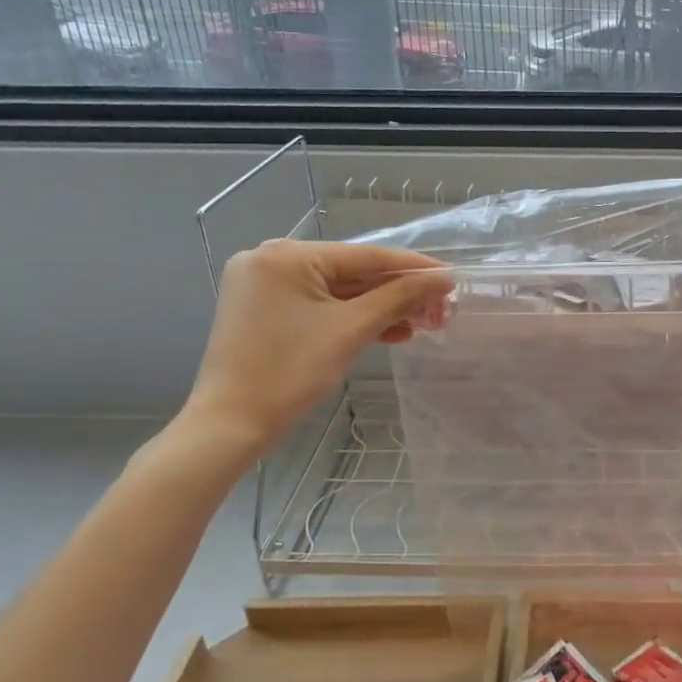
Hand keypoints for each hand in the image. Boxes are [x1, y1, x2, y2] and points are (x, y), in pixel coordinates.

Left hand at [181, 240, 451, 454]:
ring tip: (422, 324)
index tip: (451, 278)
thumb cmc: (290, 373)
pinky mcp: (264, 310)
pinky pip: (319, 306)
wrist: (230, 425)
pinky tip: (389, 332)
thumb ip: (400, 297)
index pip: (365, 256)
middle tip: (439, 310)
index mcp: (287, 255)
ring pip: (338, 291)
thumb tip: (444, 279)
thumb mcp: (352, 330)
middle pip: (352, 272)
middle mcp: (271, 259)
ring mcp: (264, 285)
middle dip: (398, 294)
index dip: (413, 268)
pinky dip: (352, 318)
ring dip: (379, 308)